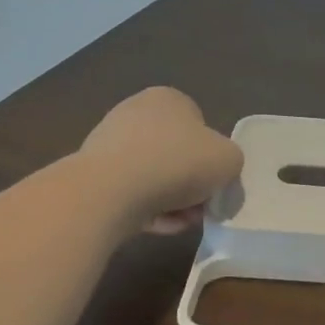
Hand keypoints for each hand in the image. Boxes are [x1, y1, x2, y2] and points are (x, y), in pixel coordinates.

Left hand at [79, 87, 243, 232]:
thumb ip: (230, 161)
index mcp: (169, 99)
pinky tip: (158, 225)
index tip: (215, 182)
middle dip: (191, 183)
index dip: (212, 156)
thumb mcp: (229, 159)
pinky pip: (130, 192)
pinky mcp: (93, 173)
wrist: (110, 191)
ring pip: (154, 175)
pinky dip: (147, 209)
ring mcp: (110, 142)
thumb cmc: (177, 163)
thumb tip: (218, 172)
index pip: (200, 125)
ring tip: (181, 221)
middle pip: (176, 153)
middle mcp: (136, 112)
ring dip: (172, 200)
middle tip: (201, 207)